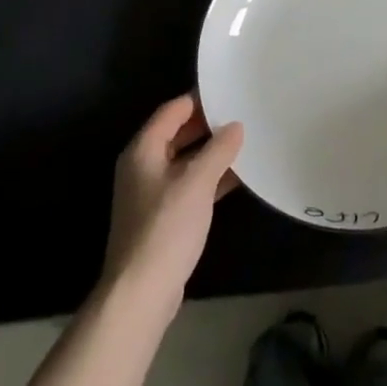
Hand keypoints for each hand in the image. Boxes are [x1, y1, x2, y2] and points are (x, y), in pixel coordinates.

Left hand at [102, 95, 242, 308]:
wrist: (140, 293)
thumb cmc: (166, 228)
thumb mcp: (197, 182)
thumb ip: (218, 150)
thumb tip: (235, 126)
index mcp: (143, 149)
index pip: (173, 110)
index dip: (200, 100)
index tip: (230, 92)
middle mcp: (143, 165)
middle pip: (178, 134)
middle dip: (209, 126)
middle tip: (243, 115)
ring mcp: (151, 193)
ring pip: (185, 161)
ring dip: (211, 153)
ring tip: (245, 142)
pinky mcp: (162, 217)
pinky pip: (189, 185)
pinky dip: (209, 178)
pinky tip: (237, 178)